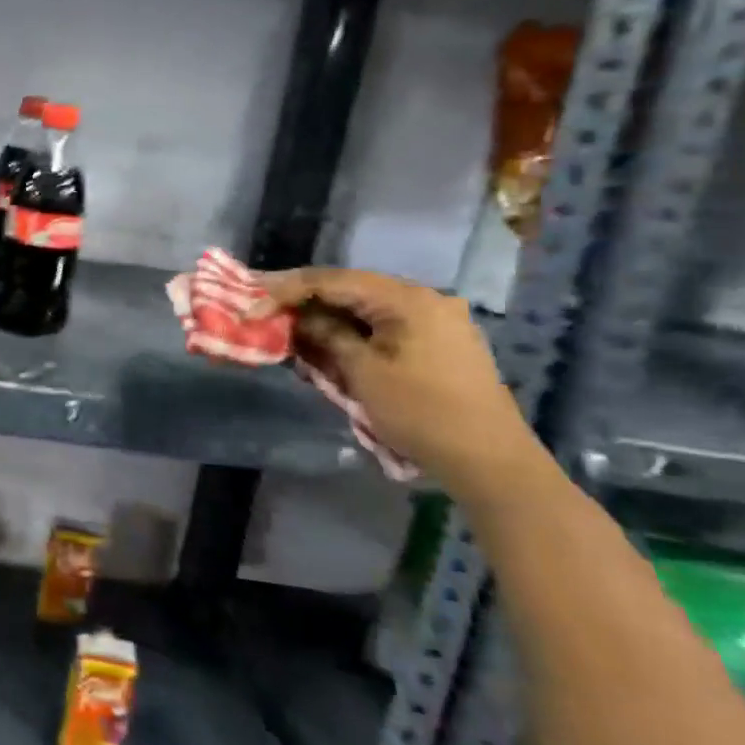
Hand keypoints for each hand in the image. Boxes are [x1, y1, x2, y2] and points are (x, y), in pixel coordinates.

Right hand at [258, 267, 550, 503]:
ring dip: (327, 319)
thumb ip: (326, 335)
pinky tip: (329, 346)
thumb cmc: (422, 413)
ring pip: (366, 309)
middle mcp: (424, 299)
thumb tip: (298, 319)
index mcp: (407, 298)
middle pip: (350, 289)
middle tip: (265, 311)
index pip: (332, 280)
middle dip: (305, 302)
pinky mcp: (440, 343)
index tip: (252, 307)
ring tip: (291, 332)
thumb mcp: (363, 373)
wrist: (491, 463)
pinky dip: (353, 334)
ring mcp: (436, 321)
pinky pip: (384, 327)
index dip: (286, 291)